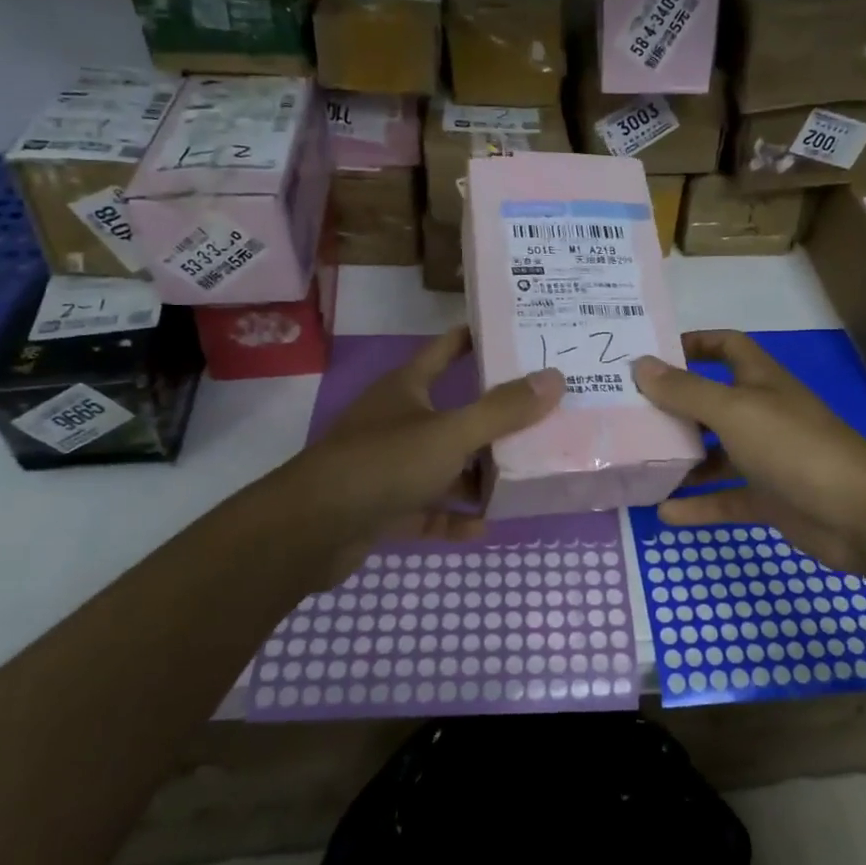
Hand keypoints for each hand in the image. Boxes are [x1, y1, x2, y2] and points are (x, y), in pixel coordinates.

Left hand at [275, 327, 562, 580]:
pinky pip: (428, 508)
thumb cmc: (384, 463)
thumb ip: (502, 410)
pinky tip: (484, 526)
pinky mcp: (383, 506)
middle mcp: (397, 421)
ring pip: (443, 465)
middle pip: (453, 413)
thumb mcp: (451, 434)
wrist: (311, 530)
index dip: (476, 339)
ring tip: (522, 478)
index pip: (446, 349)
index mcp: (407, 388)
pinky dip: (453, 516)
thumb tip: (554, 377)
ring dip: (476, 475)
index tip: (516, 334)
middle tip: (542, 416)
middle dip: (493, 419)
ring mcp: (388, 466)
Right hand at [632, 330, 865, 573]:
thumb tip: (639, 364)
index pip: (726, 347)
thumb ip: (685, 390)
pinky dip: (698, 505)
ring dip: (682, 459)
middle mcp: (763, 414)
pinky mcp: (769, 498)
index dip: (694, 343)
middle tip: (629, 413)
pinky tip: (664, 512)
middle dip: (675, 407)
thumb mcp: (733, 411)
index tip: (653, 354)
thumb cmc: (793, 447)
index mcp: (760, 382)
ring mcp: (767, 458)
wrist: (858, 514)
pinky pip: (725, 498)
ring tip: (639, 463)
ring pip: (716, 454)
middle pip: (713, 402)